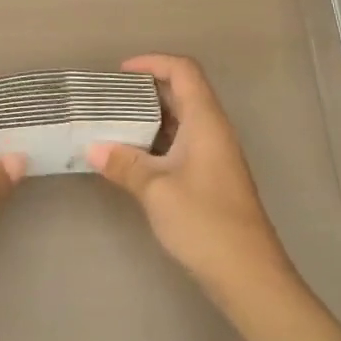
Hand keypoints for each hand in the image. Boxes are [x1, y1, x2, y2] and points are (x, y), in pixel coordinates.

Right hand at [88, 54, 297, 305]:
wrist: (249, 277)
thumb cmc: (204, 222)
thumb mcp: (156, 189)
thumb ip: (123, 164)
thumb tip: (91, 148)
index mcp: (205, 122)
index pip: (183, 71)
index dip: (152, 62)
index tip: (120, 73)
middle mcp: (213, 131)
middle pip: (182, 92)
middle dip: (145, 89)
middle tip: (109, 98)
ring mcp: (215, 156)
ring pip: (181, 120)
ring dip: (149, 117)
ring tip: (113, 124)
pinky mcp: (212, 179)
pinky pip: (182, 144)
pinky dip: (156, 141)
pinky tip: (132, 158)